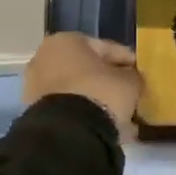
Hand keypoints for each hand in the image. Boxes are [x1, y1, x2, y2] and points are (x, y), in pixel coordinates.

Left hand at [23, 33, 142, 137]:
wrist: (67, 134)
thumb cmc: (99, 93)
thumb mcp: (128, 82)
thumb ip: (133, 75)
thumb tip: (131, 78)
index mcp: (66, 40)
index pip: (105, 47)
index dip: (126, 61)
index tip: (140, 73)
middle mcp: (46, 57)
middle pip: (87, 69)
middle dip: (108, 82)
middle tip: (129, 94)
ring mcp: (36, 85)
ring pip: (76, 90)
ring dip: (97, 100)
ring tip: (119, 116)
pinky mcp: (35, 111)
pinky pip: (67, 107)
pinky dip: (84, 114)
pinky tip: (104, 126)